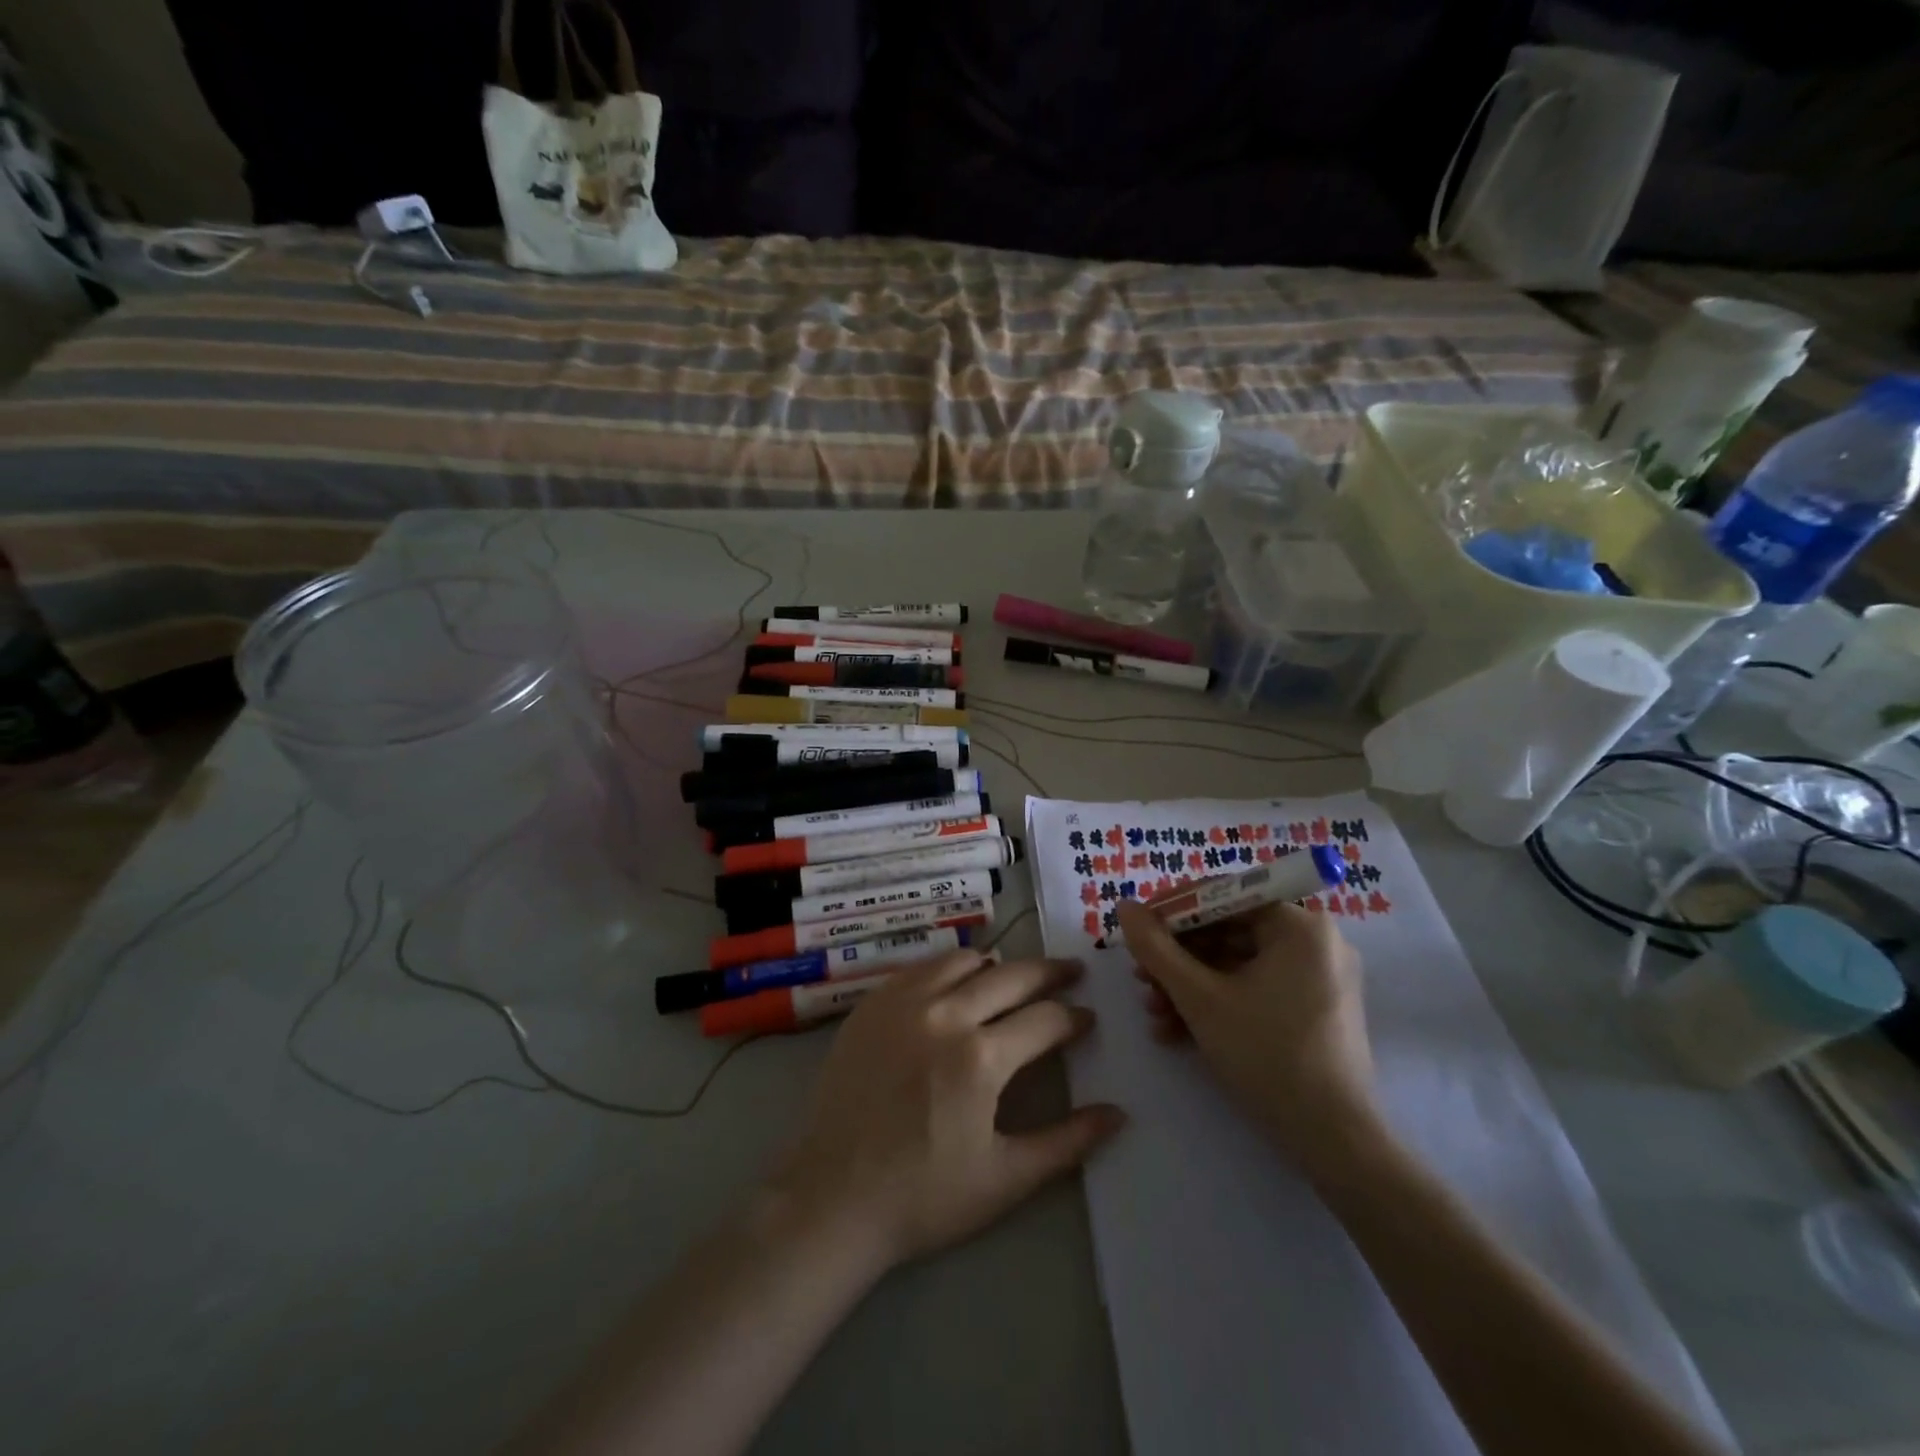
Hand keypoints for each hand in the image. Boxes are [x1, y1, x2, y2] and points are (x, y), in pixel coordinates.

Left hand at [770, 950, 1125, 1273]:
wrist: (832, 1198)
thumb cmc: (923, 1197)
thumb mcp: (1005, 1179)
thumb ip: (1067, 1143)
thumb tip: (1118, 1114)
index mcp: (982, 1057)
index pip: (1046, 1019)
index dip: (1074, 1018)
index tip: (1088, 1018)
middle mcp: (945, 1014)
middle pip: (1012, 975)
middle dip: (1049, 972)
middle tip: (1071, 972)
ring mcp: (903, 1002)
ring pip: (965, 960)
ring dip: (997, 966)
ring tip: (1012, 979)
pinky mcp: (872, 1003)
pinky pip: (922, 967)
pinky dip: (950, 968)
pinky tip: (956, 985)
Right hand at [1115, 898, 1380, 1180]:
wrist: (1335, 1143)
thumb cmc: (1267, 1056)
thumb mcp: (1199, 998)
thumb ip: (1156, 948)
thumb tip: (1124, 906)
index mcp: (1299, 926)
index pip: (1224, 895)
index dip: (1173, 910)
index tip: (1137, 929)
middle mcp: (1315, 942)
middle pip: (1228, 931)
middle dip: (1178, 957)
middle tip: (1141, 978)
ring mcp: (1318, 978)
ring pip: (1237, 964)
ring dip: (1189, 985)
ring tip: (1153, 1011)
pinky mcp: (1314, 1011)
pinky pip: (1256, 989)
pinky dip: (1218, 1004)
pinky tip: (1177, 1032)